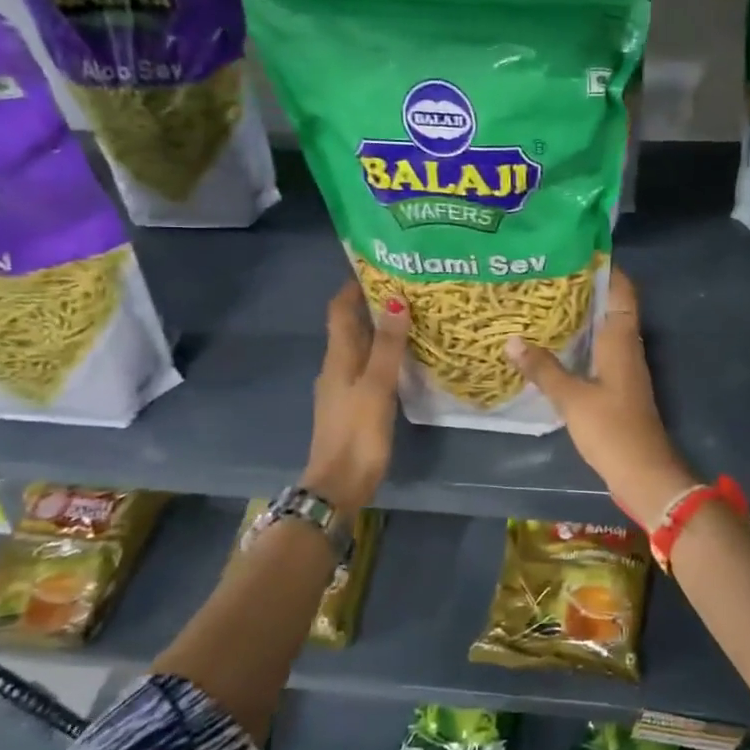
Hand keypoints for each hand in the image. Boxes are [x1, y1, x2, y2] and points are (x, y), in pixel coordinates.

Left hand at [302, 280, 408, 515]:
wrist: (339, 484)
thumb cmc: (357, 432)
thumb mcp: (377, 385)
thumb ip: (388, 345)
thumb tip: (395, 299)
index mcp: (338, 357)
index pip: (340, 309)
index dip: (353, 286)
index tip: (378, 266)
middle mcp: (336, 367)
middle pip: (351, 326)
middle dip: (373, 305)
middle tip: (407, 289)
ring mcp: (343, 388)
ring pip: (361, 348)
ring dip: (380, 331)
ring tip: (412, 318)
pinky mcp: (354, 406)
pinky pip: (368, 368)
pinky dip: (383, 356)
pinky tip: (405, 360)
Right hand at [505, 268, 695, 523]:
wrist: (643, 473)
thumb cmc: (611, 429)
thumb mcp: (572, 398)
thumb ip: (543, 369)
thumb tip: (512, 340)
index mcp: (622, 339)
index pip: (622, 290)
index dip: (605, 267)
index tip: (576, 250)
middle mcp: (627, 346)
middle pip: (611, 305)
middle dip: (585, 288)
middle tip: (547, 274)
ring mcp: (624, 368)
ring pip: (604, 329)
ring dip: (581, 316)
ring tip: (545, 302)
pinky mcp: (619, 387)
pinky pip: (600, 351)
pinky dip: (581, 341)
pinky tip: (555, 344)